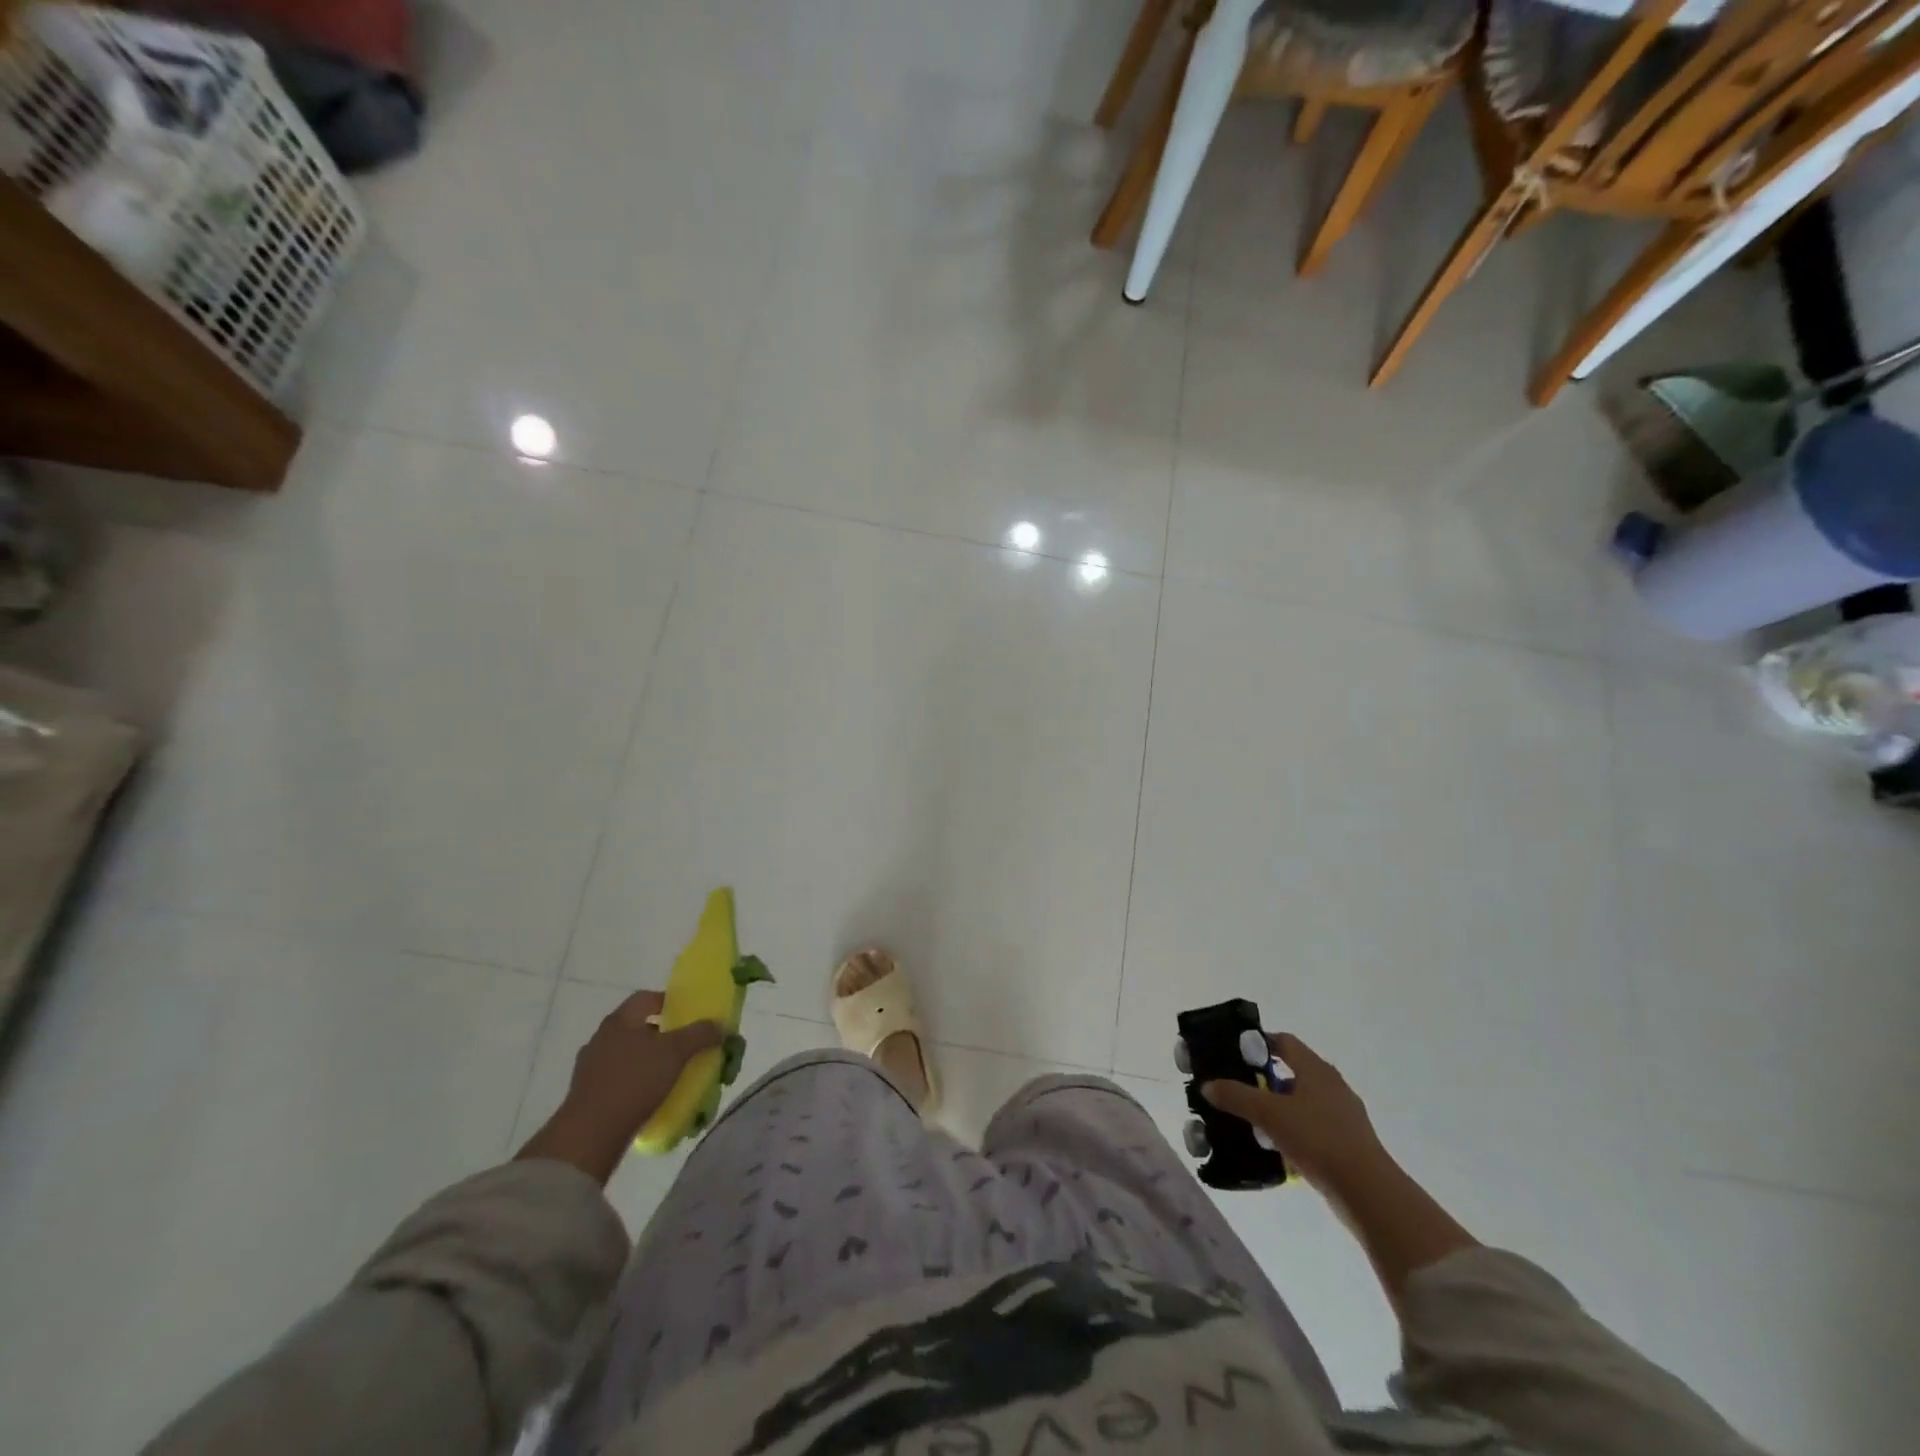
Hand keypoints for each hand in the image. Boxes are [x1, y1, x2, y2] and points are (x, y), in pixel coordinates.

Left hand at [516, 989, 723, 1183]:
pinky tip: (649, 1096)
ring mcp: (590, 1066)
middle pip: (637, 1026)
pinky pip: (617, 1078)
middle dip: (661, 1034)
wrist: (591, 1133)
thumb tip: (720, 1024)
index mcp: (620, 1020)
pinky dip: (634, 1082)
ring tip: (669, 1074)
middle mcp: (602, 1037)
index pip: (646, 998)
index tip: (688, 1016)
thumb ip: (699, 1034)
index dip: (669, 1002)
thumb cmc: (635, 1080)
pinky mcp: (586, 1093)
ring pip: (626, 1054)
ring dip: (647, 1060)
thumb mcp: (675, 1053)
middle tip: (683, 1046)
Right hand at [1202, 1033, 1386, 1190]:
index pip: (1283, 1041)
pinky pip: (1311, 1126)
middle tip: (1236, 1087)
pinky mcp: (1346, 1142)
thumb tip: (1207, 1085)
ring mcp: (1342, 1115)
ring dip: (1277, 1106)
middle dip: (1263, 1078)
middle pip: (1291, 1070)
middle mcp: (1331, 1085)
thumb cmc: (1317, 1139)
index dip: (1257, 1042)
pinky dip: (1292, 1130)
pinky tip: (1275, 1146)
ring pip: (1301, 1101)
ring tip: (1250, 1119)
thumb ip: (1236, 1096)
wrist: (1368, 1192)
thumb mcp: (1269, 1114)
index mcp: (1315, 1068)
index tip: (1232, 1053)